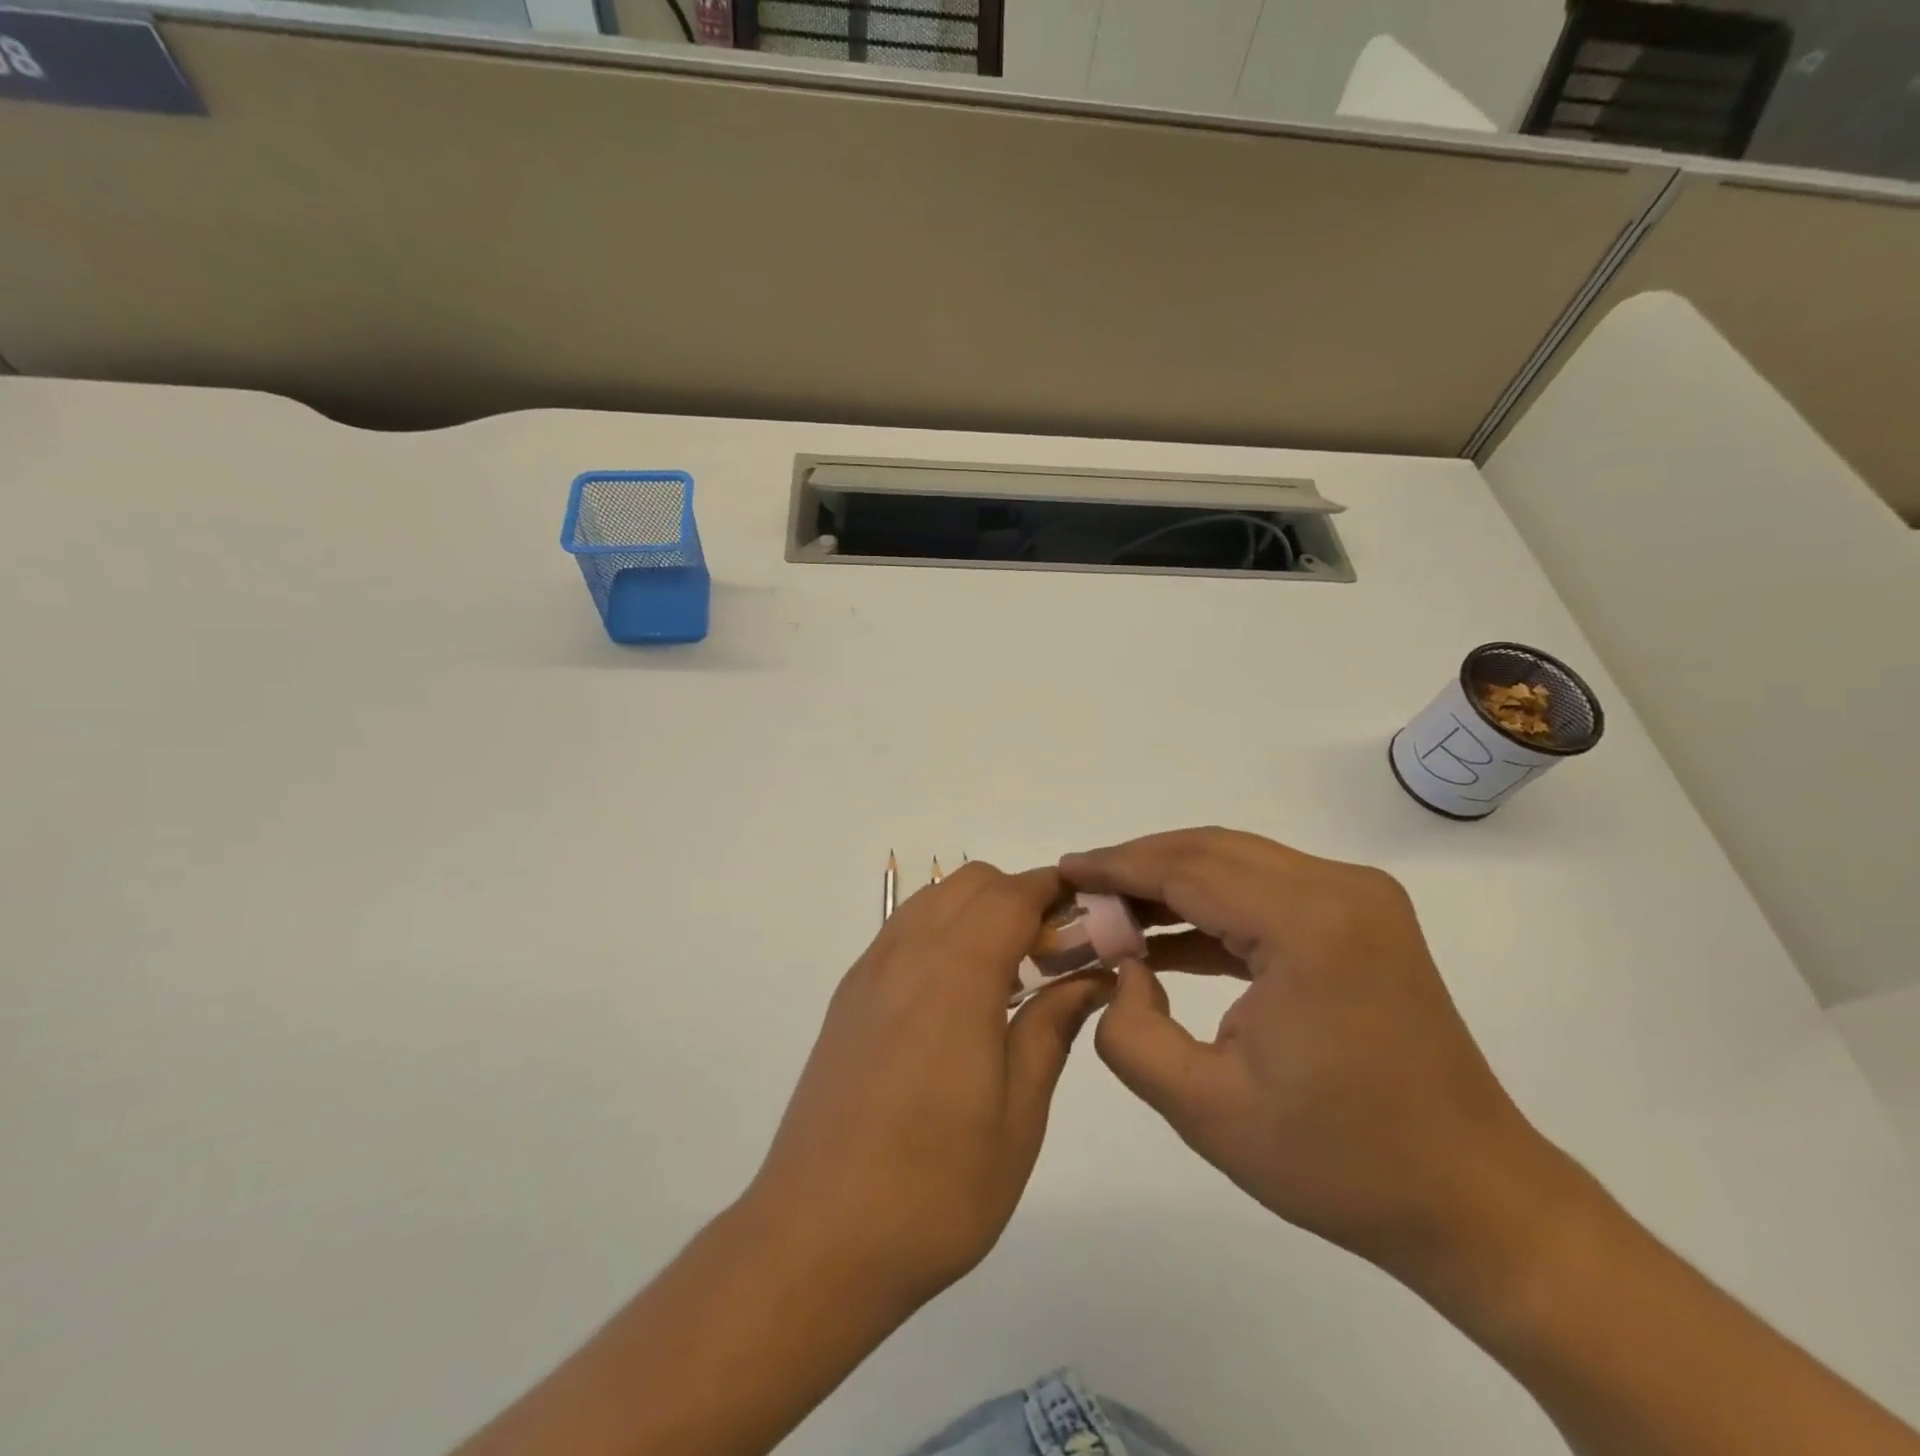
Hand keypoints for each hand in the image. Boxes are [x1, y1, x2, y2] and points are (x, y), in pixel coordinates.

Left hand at [745, 862, 1111, 1316]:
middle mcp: (906, 954)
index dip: (1056, 890)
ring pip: (932, 900)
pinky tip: (959, 996)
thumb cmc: (935, 1186)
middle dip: (1020, 897)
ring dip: (978, 911)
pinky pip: (903, 932)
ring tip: (1010, 975)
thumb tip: (1091, 977)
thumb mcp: (1018, 1115)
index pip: (1012, 894)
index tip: (1093, 915)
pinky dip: (942, 932)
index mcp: (954, 975)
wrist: (817, 1239)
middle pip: (970, 883)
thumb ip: (1052, 1027)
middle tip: (1055, 956)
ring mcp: (869, 973)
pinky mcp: (848, 998)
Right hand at [1061, 829, 1570, 1294]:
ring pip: (1237, 863)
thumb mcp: (1205, 1110)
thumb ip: (1131, 1032)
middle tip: (1080, 890)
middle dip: (1137, 866)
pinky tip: (1164, 939)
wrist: (1471, 1200)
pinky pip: (1266, 892)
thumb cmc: (1339, 1163)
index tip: (1063, 870)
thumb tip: (1121, 970)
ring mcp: (1359, 899)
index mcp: (1308, 926)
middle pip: (1211, 852)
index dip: (1117, 867)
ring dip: (1171, 883)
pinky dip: (1210, 907)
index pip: (1187, 870)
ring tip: (1110, 911)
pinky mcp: (1361, 919)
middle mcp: (1340, 889)